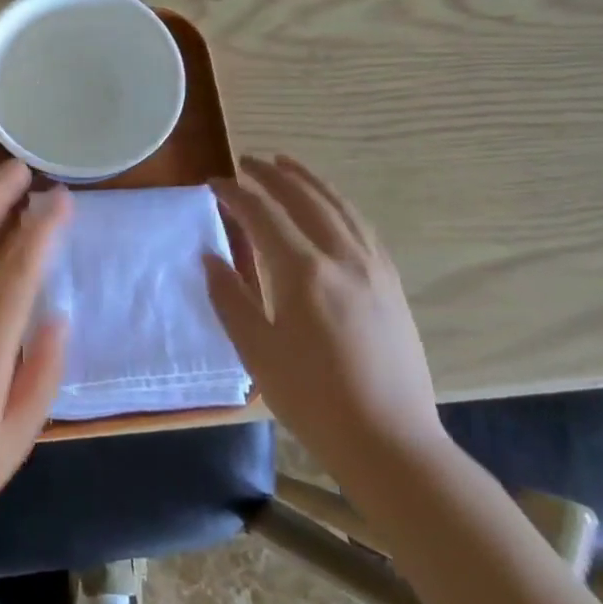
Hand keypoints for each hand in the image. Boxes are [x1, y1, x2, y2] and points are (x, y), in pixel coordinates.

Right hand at [207, 156, 447, 485]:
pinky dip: (338, 203)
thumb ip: (230, 298)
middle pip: (303, 198)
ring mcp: (373, 268)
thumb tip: (210, 257)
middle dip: (271, 175)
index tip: (214, 183)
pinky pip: (362, 226)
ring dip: (308, 180)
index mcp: (303, 272)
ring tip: (286, 164)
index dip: (235, 194)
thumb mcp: (257, 352)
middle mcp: (342, 257)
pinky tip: (328, 205)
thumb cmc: (312, 399)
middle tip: (246, 161)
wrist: (389, 441)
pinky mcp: (392, 283)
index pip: (263, 214)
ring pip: (339, 206)